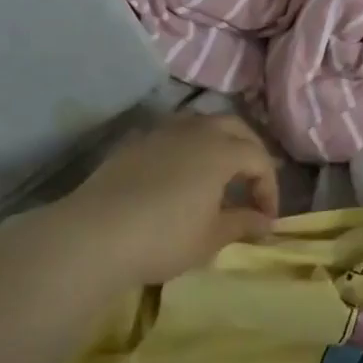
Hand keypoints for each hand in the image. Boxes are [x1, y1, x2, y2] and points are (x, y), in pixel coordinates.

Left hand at [23, 114, 278, 286]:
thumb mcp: (211, 237)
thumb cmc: (164, 237)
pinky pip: (172, 135)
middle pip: (235, 127)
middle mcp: (196, 131)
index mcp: (222, 150)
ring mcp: (161, 133)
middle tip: (251, 183)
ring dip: (218, 143)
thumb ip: (243, 224)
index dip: (269, 188)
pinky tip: (180, 175)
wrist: (93, 237)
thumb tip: (265, 222)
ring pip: (201, 124)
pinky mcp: (133, 144)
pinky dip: (187, 148)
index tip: (265, 219)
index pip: (260, 160)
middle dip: (250, 152)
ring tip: (217, 174)